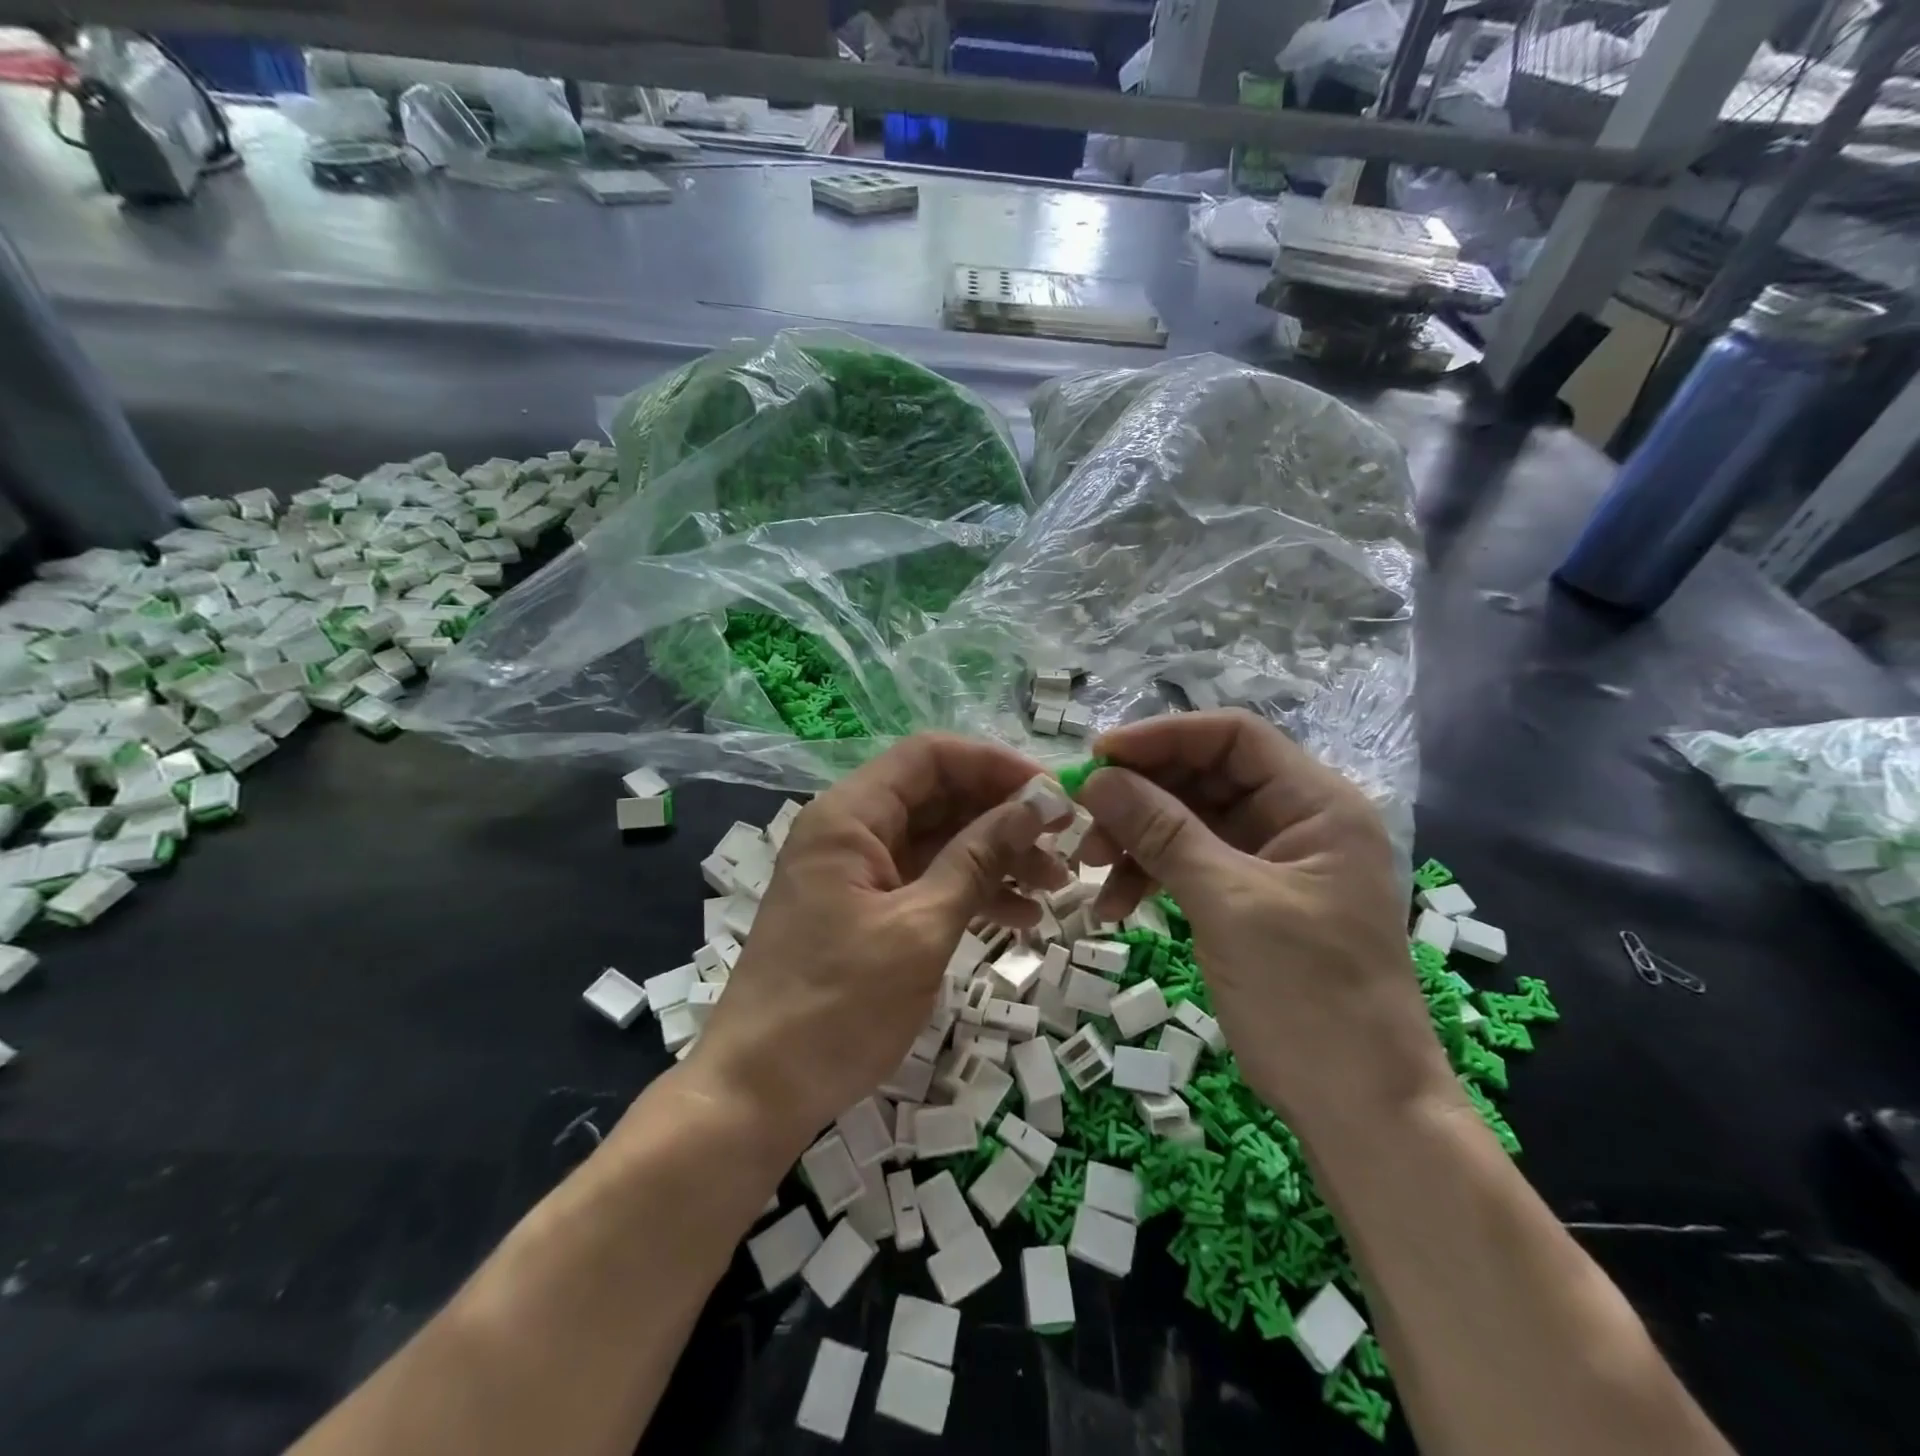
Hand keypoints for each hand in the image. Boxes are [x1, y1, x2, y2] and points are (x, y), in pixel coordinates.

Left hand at [688, 734, 1068, 1158]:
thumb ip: (979, 858)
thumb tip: (1036, 802)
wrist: (759, 1092)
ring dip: (996, 856)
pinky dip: (971, 891)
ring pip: (938, 840)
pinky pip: (927, 881)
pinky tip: (1020, 917)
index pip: (930, 756)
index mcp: (850, 816)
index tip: (1050, 794)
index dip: (993, 764)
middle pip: (938, 796)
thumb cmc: (838, 1005)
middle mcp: (851, 831)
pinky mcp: (866, 910)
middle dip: (1003, 815)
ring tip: (1055, 886)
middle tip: (1064, 843)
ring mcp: (858, 872)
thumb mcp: (920, 928)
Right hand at [1077, 710, 1452, 1139]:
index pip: (1233, 736)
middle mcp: (1297, 820)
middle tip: (1082, 820)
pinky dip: (1149, 875)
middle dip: (1141, 795)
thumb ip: (1161, 832)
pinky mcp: (1249, 899)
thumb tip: (1097, 778)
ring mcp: (1271, 862)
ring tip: (1089, 869)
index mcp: (1316, 804)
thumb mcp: (1227, 903)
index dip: (1163, 737)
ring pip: (1189, 821)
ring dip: (1136, 838)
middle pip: (1205, 777)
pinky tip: (1113, 904)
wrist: (1360, 1110)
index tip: (1099, 756)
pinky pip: (1190, 864)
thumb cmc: (1308, 996)